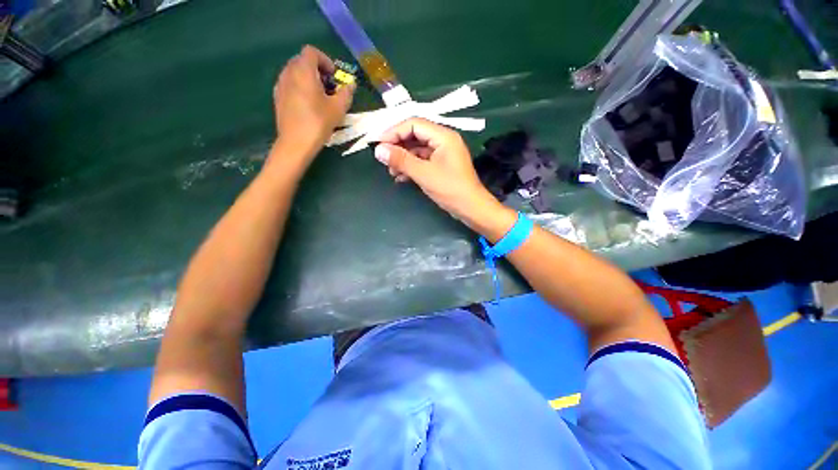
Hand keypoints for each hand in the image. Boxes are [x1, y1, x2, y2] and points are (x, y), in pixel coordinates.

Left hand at [272, 45, 354, 162]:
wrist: (296, 143)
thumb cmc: (318, 123)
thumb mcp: (338, 109)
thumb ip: (346, 93)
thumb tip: (351, 85)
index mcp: (303, 71)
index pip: (312, 52)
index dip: (325, 60)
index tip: (334, 76)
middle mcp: (288, 73)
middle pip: (302, 61)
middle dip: (317, 69)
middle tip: (329, 86)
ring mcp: (280, 85)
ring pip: (295, 72)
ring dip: (308, 78)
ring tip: (319, 96)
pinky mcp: (278, 97)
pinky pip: (289, 84)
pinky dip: (300, 87)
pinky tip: (308, 104)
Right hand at [374, 118, 500, 222]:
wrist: (470, 208)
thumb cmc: (450, 189)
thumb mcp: (424, 173)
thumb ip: (401, 160)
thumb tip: (378, 150)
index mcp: (443, 136)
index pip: (414, 124)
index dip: (394, 132)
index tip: (378, 144)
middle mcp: (443, 141)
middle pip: (415, 136)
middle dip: (398, 147)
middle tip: (384, 159)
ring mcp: (443, 154)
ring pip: (417, 150)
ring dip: (403, 159)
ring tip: (391, 172)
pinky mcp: (441, 166)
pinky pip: (422, 161)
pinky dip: (411, 167)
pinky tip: (401, 177)